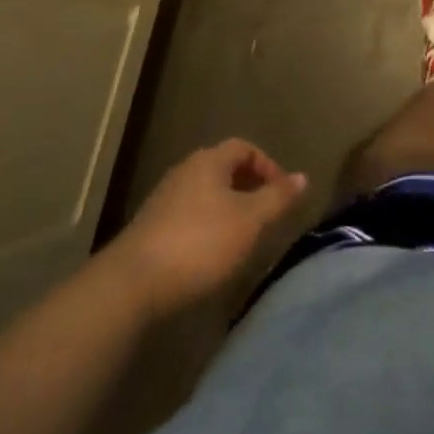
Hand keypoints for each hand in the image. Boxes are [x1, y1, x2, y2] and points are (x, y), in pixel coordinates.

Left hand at [106, 139, 307, 313]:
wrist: (131, 286)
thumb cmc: (200, 244)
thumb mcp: (250, 220)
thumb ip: (278, 197)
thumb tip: (303, 177)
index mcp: (209, 161)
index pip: (244, 148)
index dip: (268, 166)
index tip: (283, 193)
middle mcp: (185, 172)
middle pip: (223, 169)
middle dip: (248, 188)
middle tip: (266, 214)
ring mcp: (163, 200)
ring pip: (205, 195)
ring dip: (227, 209)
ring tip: (243, 237)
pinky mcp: (149, 230)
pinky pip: (187, 217)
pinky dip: (206, 228)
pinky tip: (211, 256)